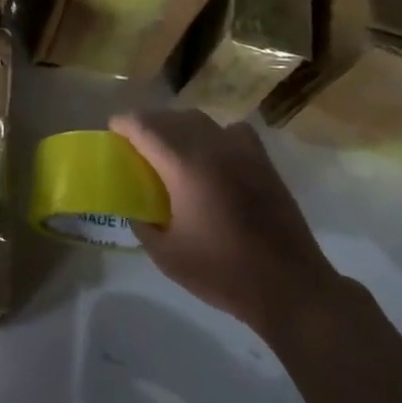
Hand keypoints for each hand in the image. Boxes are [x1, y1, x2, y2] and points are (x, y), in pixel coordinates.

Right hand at [112, 108, 349, 338]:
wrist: (289, 285)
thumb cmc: (223, 272)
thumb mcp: (167, 256)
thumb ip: (143, 225)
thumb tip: (136, 208)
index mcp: (184, 165)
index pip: (145, 127)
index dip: (124, 124)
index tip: (112, 130)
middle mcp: (211, 146)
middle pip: (171, 118)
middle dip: (148, 124)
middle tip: (136, 144)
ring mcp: (241, 150)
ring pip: (200, 120)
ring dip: (179, 126)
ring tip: (170, 148)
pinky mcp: (262, 161)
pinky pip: (231, 131)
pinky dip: (214, 134)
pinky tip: (213, 155)